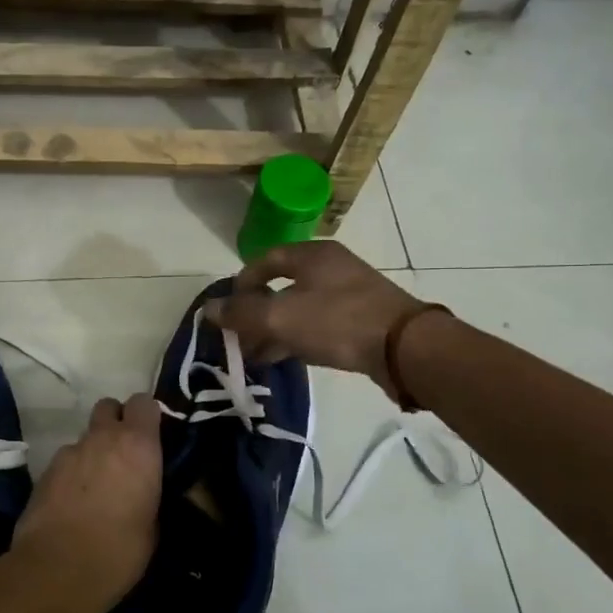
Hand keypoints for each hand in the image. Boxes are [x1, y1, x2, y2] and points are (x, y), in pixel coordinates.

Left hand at [9, 392, 161, 612]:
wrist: (57, 572)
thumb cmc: (119, 552)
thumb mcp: (153, 525)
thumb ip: (149, 491)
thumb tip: (144, 489)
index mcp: (137, 445)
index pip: (144, 402)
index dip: (148, 415)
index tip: (153, 436)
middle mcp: (102, 438)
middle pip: (109, 406)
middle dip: (116, 422)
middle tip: (123, 454)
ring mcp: (69, 452)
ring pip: (86, 437)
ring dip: (93, 452)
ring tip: (96, 487)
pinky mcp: (44, 472)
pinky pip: (65, 461)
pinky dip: (72, 473)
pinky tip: (73, 503)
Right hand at [209, 239, 424, 382]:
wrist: (405, 348)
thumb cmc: (337, 322)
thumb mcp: (281, 317)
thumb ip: (241, 314)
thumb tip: (208, 310)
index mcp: (311, 255)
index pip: (265, 261)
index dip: (241, 284)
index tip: (228, 310)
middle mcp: (331, 267)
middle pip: (281, 285)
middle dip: (256, 312)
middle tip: (240, 337)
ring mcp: (350, 292)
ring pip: (300, 307)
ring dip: (276, 328)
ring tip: (257, 355)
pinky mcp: (362, 318)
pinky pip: (320, 323)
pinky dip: (298, 337)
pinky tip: (287, 358)